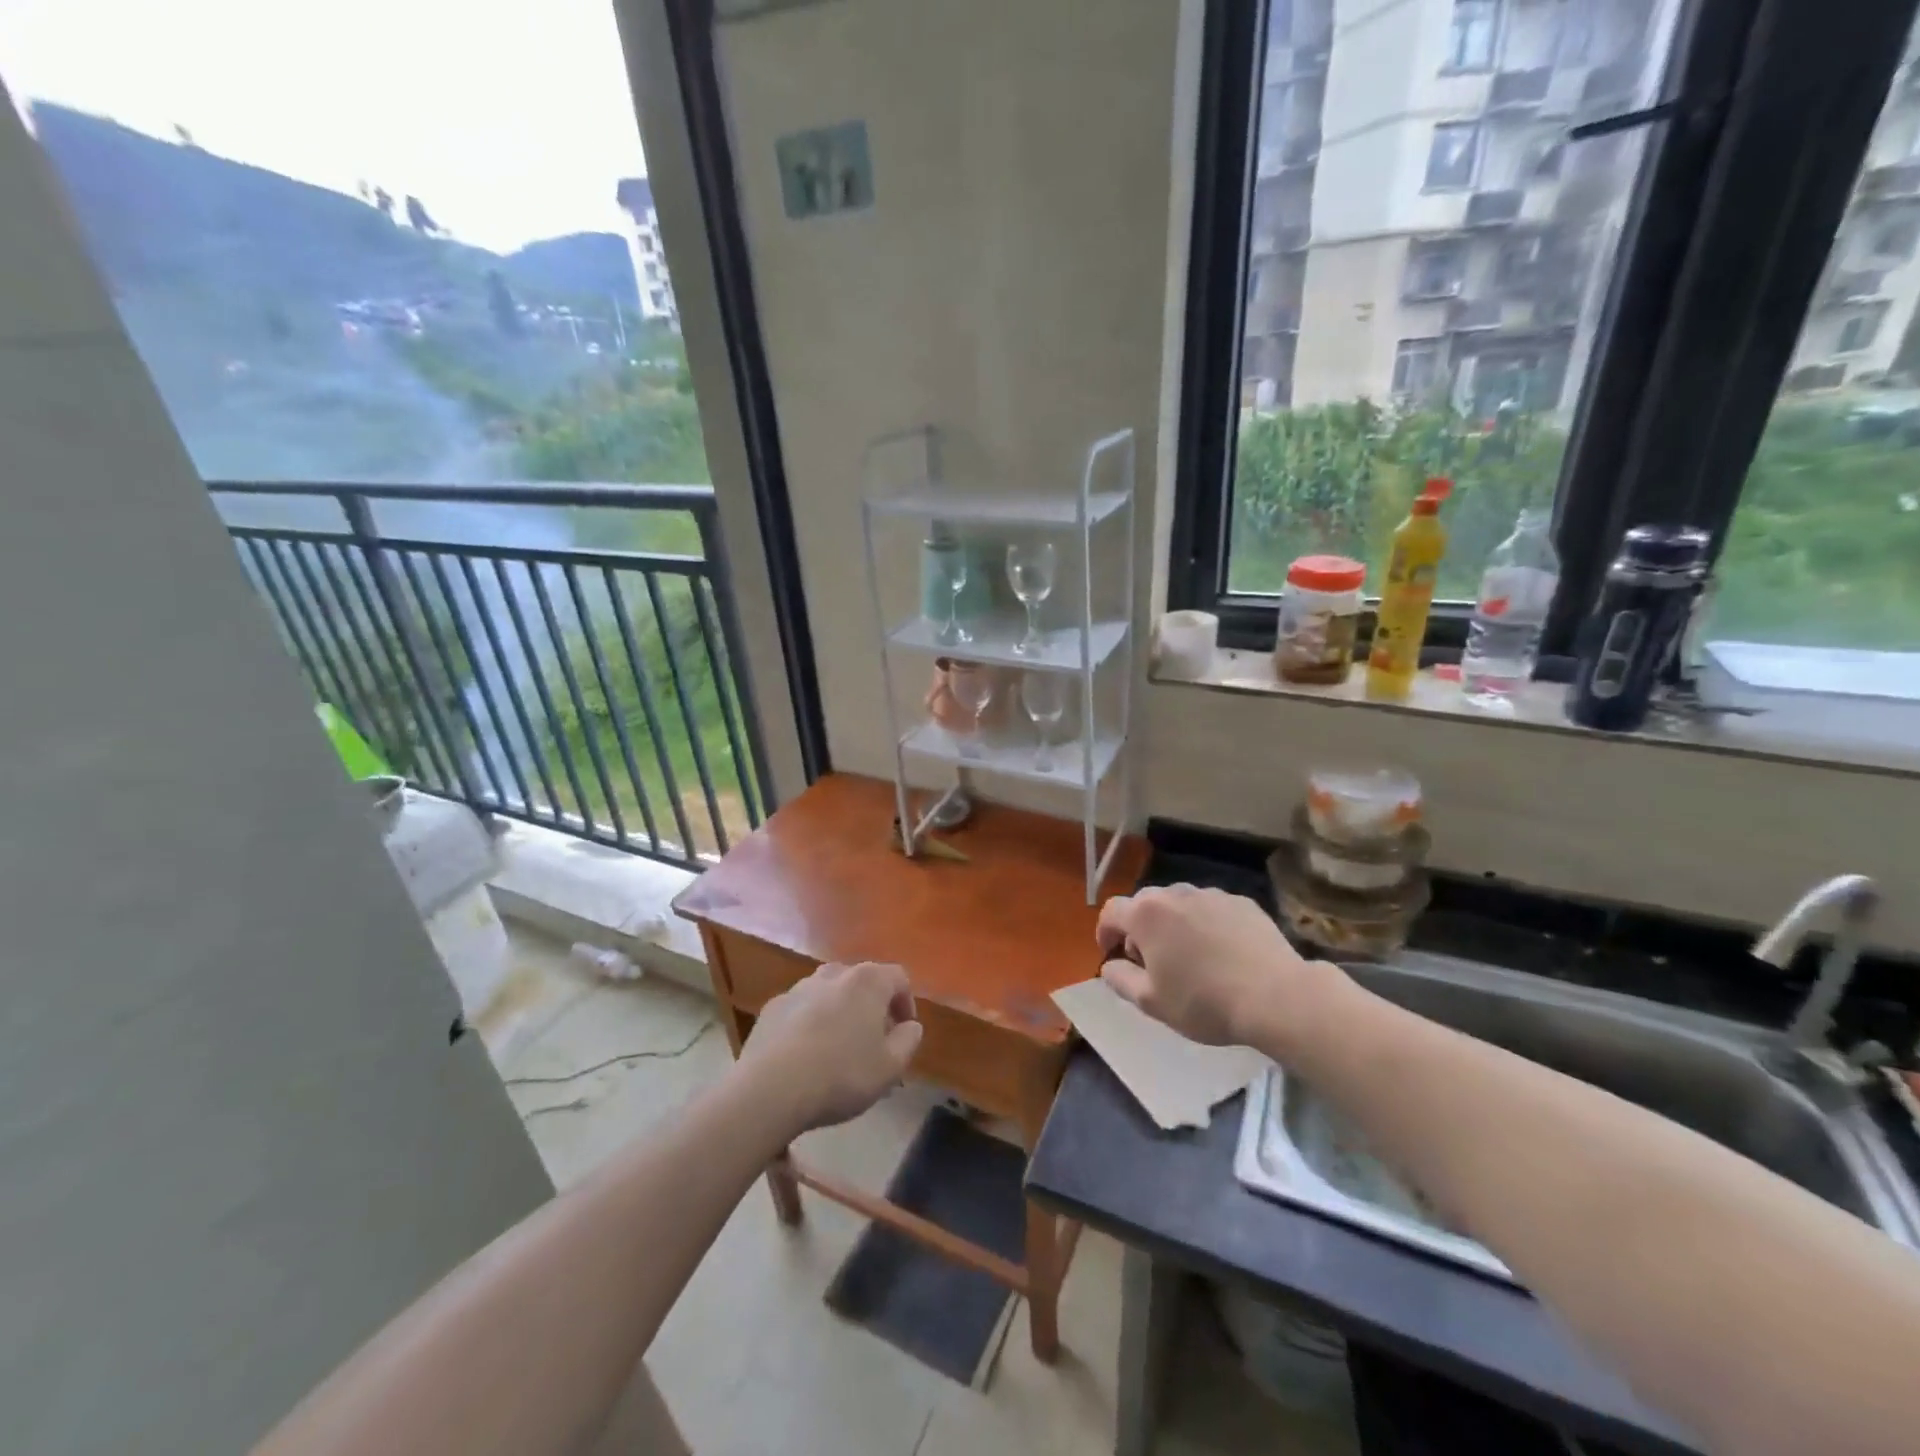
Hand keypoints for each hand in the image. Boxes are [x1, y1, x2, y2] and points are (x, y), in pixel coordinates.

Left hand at [740, 962, 923, 1134]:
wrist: (770, 1088)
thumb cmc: (842, 1074)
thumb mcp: (890, 1067)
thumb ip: (909, 1041)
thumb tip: (910, 1026)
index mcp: (868, 982)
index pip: (899, 978)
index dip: (906, 1003)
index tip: (904, 1032)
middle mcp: (834, 974)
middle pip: (862, 982)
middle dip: (872, 1007)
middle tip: (874, 1042)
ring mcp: (799, 988)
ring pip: (829, 994)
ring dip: (840, 1013)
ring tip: (838, 1049)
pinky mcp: (772, 1007)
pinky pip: (801, 1010)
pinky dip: (809, 1024)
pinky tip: (805, 1056)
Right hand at [1097, 885, 1321, 1045]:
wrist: (1275, 996)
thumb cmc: (1204, 1001)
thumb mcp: (1151, 1002)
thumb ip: (1120, 979)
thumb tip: (1110, 965)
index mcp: (1146, 914)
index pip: (1111, 912)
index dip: (1105, 932)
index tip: (1112, 954)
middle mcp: (1175, 894)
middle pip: (1145, 904)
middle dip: (1140, 928)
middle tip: (1152, 961)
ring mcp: (1211, 894)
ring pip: (1180, 904)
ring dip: (1174, 924)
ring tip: (1190, 957)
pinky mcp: (1242, 902)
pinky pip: (1212, 910)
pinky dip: (1207, 925)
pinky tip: (1223, 954)